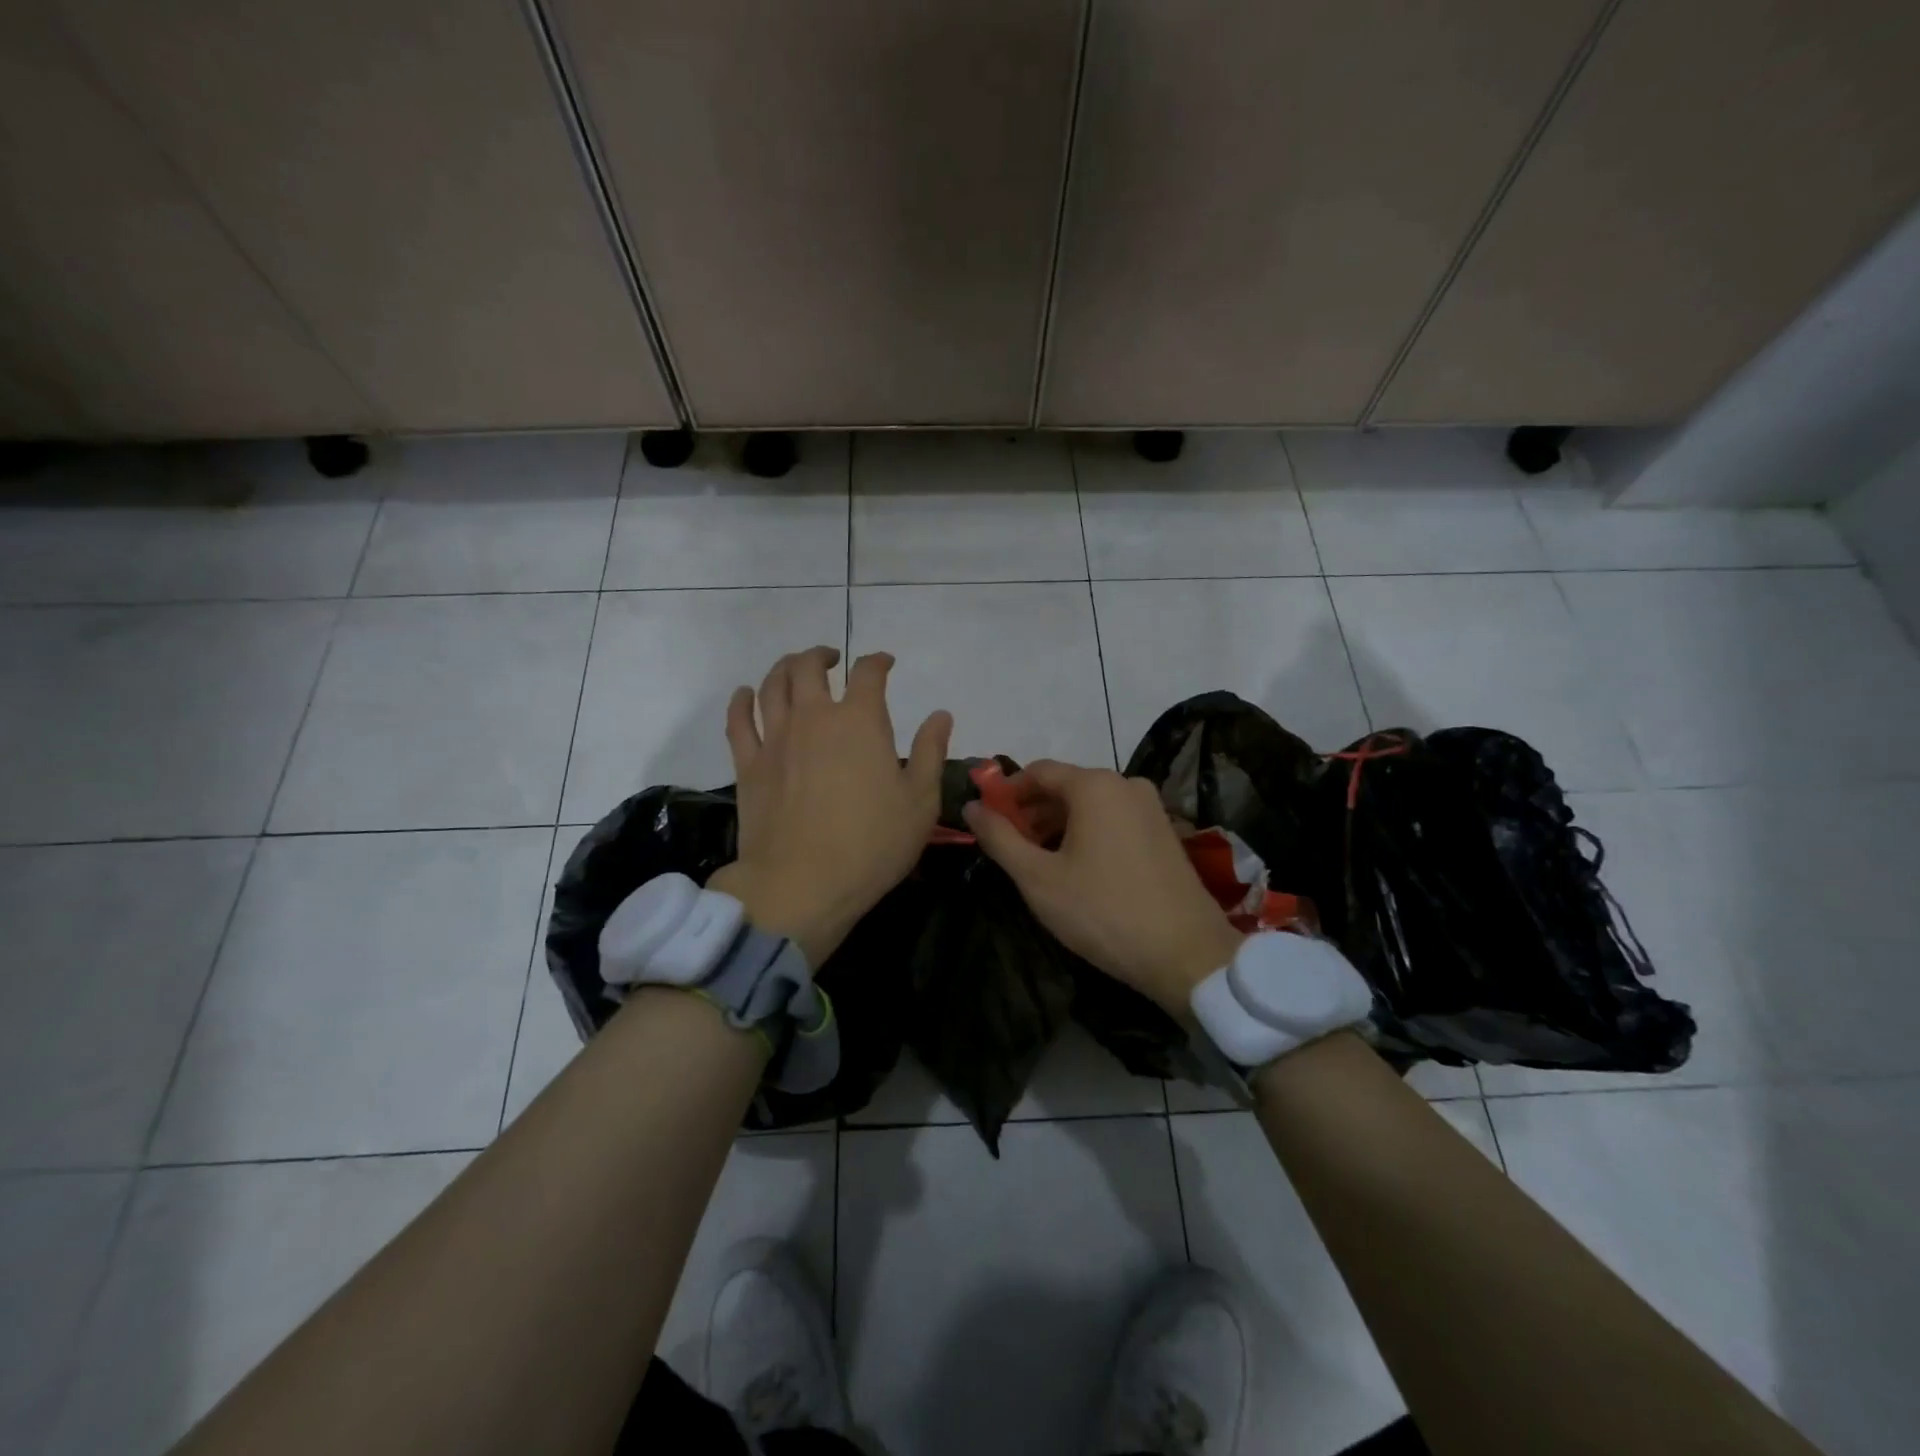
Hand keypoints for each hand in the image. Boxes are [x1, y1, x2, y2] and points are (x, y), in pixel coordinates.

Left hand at [707, 647, 950, 967]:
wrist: (802, 884)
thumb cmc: (872, 844)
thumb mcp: (920, 801)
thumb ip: (929, 752)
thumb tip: (941, 715)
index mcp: (860, 721)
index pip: (868, 673)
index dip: (878, 661)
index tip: (886, 664)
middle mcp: (814, 717)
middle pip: (808, 667)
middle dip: (822, 656)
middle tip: (832, 660)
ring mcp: (775, 739)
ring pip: (771, 684)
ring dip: (784, 668)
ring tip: (795, 669)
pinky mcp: (748, 765)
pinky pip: (738, 720)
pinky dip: (741, 701)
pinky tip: (745, 695)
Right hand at [964, 761, 1244, 1016]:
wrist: (1187, 954)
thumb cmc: (1102, 911)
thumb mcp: (1037, 878)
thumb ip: (1000, 838)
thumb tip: (972, 806)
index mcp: (1095, 785)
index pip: (1038, 771)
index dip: (1006, 792)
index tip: (987, 820)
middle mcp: (1126, 784)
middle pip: (1066, 786)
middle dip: (1032, 811)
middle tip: (1008, 846)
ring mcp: (1151, 807)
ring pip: (1091, 805)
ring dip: (1058, 825)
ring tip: (1038, 862)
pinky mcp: (1165, 832)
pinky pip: (1114, 820)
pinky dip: (1087, 833)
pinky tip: (1076, 868)